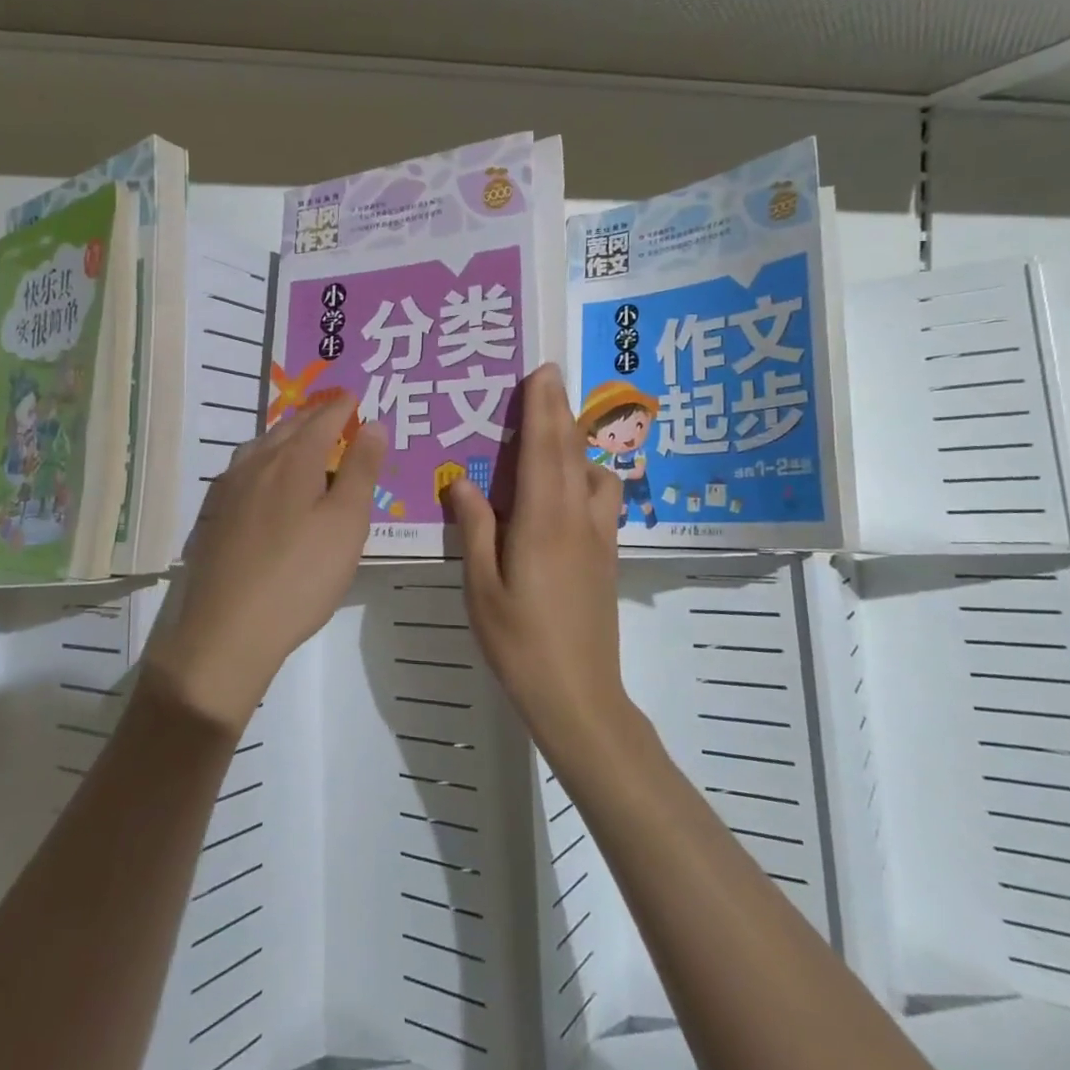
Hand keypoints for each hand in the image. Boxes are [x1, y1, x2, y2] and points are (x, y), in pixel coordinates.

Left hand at [142, 397, 385, 735]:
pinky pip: (243, 470)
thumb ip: (360, 470)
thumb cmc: (300, 575)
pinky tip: (264, 479)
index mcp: (292, 460)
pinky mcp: (214, 516)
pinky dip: (263, 460)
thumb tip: (374, 424)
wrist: (228, 630)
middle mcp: (256, 464)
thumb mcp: (346, 523)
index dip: (341, 406)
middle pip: (288, 428)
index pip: (322, 420)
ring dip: (285, 436)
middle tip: (333, 412)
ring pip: (260, 447)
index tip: (355, 396)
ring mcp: (228, 490)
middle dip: (314, 416)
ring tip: (301, 439)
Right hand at [444, 365, 632, 753]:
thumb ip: (475, 529)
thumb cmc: (520, 643)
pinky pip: (601, 501)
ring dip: (578, 448)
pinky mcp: (607, 558)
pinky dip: (587, 478)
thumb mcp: (481, 587)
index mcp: (543, 522)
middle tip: (550, 380)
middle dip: (561, 412)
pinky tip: (565, 493)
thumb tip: (462, 482)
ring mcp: (599, 539)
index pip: (544, 450)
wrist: (579, 697)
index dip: (543, 408)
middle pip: (572, 453)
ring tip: (551, 443)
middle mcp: (579, 520)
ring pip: (597, 476)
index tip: (542, 372)